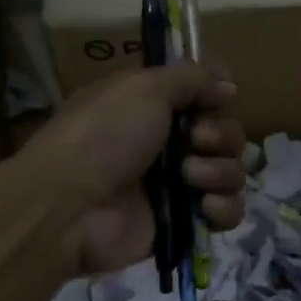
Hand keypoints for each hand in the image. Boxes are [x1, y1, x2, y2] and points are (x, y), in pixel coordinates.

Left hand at [24, 63, 247, 277]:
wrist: (68, 207)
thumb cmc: (103, 136)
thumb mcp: (143, 88)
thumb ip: (191, 78)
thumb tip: (228, 84)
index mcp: (154, 107)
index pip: (206, 95)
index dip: (219, 94)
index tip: (221, 96)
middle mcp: (168, 143)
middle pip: (226, 134)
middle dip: (221, 136)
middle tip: (195, 141)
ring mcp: (178, 185)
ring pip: (231, 172)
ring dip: (220, 172)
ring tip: (189, 177)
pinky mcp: (184, 223)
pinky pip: (227, 212)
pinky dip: (223, 208)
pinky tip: (204, 207)